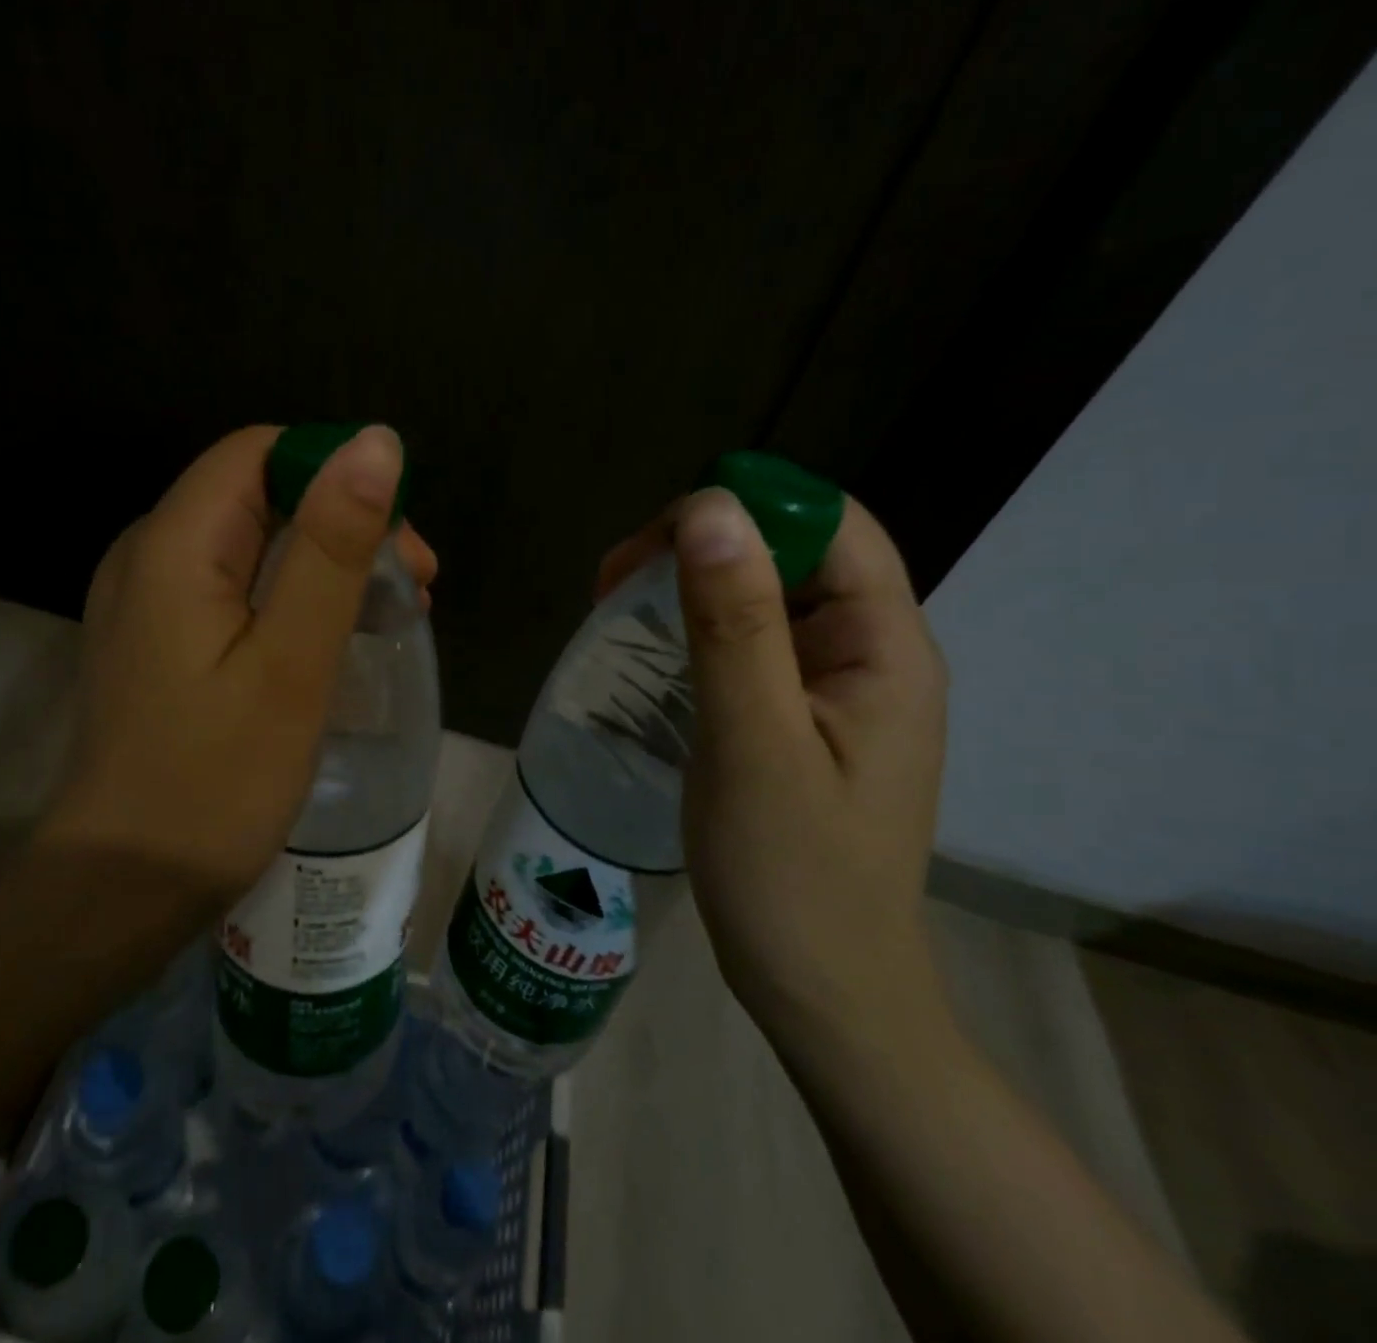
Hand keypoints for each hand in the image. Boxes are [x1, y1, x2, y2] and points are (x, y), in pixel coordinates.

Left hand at [35, 424, 436, 905]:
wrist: (125, 886)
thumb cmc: (218, 779)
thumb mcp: (292, 660)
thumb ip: (332, 548)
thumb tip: (376, 442)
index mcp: (173, 544)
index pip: (262, 453)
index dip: (337, 475)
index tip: (400, 540)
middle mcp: (149, 554)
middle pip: (260, 496)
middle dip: (344, 525)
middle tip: (415, 589)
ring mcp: (150, 601)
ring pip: (253, 544)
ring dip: (328, 565)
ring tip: (394, 616)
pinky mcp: (161, 641)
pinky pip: (235, 589)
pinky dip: (294, 599)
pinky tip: (336, 640)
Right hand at [599, 488, 947, 1047]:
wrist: (821, 990)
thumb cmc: (791, 877)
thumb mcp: (754, 743)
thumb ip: (735, 623)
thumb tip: (710, 508)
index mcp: (886, 648)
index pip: (828, 524)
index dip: (745, 508)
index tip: (653, 544)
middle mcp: (871, 653)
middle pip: (794, 552)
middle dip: (703, 545)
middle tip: (613, 583)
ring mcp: (836, 687)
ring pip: (766, 595)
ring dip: (691, 585)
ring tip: (615, 606)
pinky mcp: (800, 716)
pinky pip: (751, 643)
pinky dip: (696, 628)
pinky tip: (649, 650)